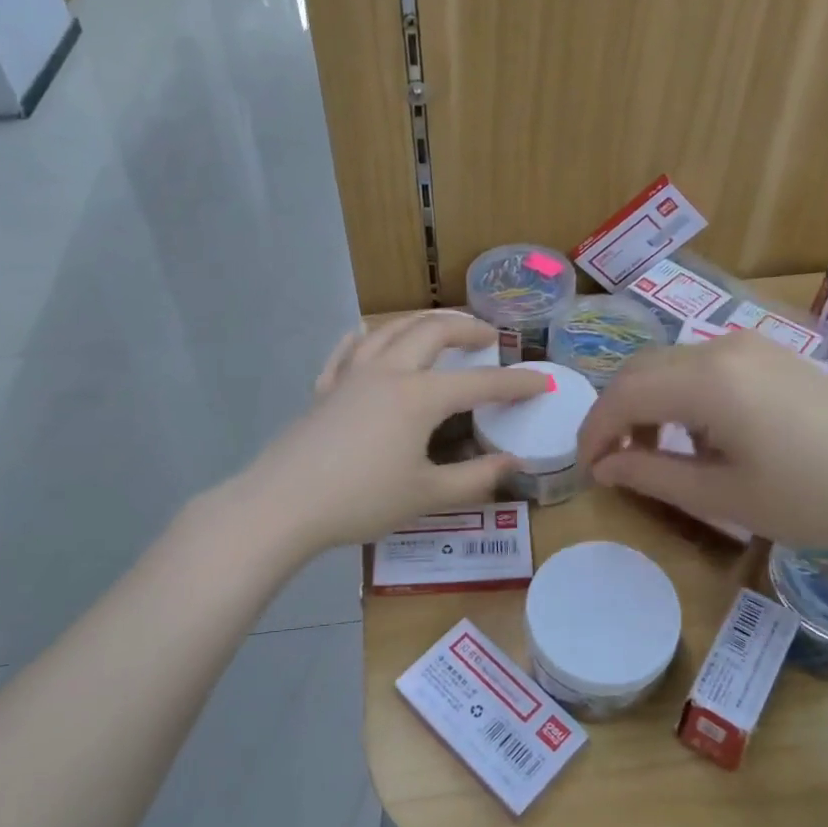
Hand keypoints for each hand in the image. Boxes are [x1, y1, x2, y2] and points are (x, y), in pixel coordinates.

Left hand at [234, 312, 548, 552]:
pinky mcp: (325, 389)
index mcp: (419, 396)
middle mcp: (389, 372)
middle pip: (433, 332)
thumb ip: (475, 478)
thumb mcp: (427, 495)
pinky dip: (366, 337)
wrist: (283, 505)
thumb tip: (514, 464)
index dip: (517, 382)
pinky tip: (368, 335)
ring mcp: (352, 375)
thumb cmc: (361, 500)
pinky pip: (349, 349)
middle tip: (488, 336)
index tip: (544, 381)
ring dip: (422, 321)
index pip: (480, 382)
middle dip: (466, 328)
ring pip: (391, 329)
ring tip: (440, 327)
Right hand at [578, 332, 827, 550]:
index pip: (623, 395)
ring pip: (671, 363)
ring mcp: (751, 345)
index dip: (594, 431)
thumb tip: (602, 468)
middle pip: (641, 370)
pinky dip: (682, 394)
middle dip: (616, 414)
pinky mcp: (772, 354)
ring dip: (649, 403)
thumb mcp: (720, 495)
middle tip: (613, 462)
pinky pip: (705, 364)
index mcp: (706, 381)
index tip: (586, 469)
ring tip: (654, 452)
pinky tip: (699, 433)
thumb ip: (650, 475)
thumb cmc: (808, 498)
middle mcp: (721, 348)